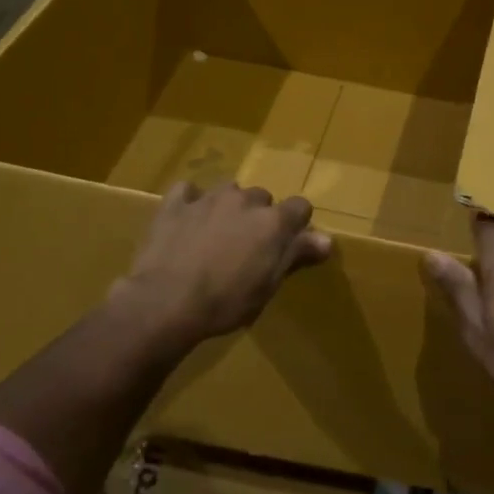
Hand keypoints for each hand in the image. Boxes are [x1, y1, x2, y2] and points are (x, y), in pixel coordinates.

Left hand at [111, 181, 331, 346]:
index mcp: (272, 222)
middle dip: (260, 216)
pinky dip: (191, 201)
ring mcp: (207, 198)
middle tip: (249, 246)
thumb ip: (295, 255)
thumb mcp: (268, 286)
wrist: (166, 301)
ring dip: (229, 207)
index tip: (289, 244)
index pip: (300, 207)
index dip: (297, 224)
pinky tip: (187, 219)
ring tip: (218, 234)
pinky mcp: (175, 204)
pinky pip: (188, 191)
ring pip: (228, 191)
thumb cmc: (225, 302)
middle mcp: (244, 201)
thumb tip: (327, 239)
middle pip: (262, 198)